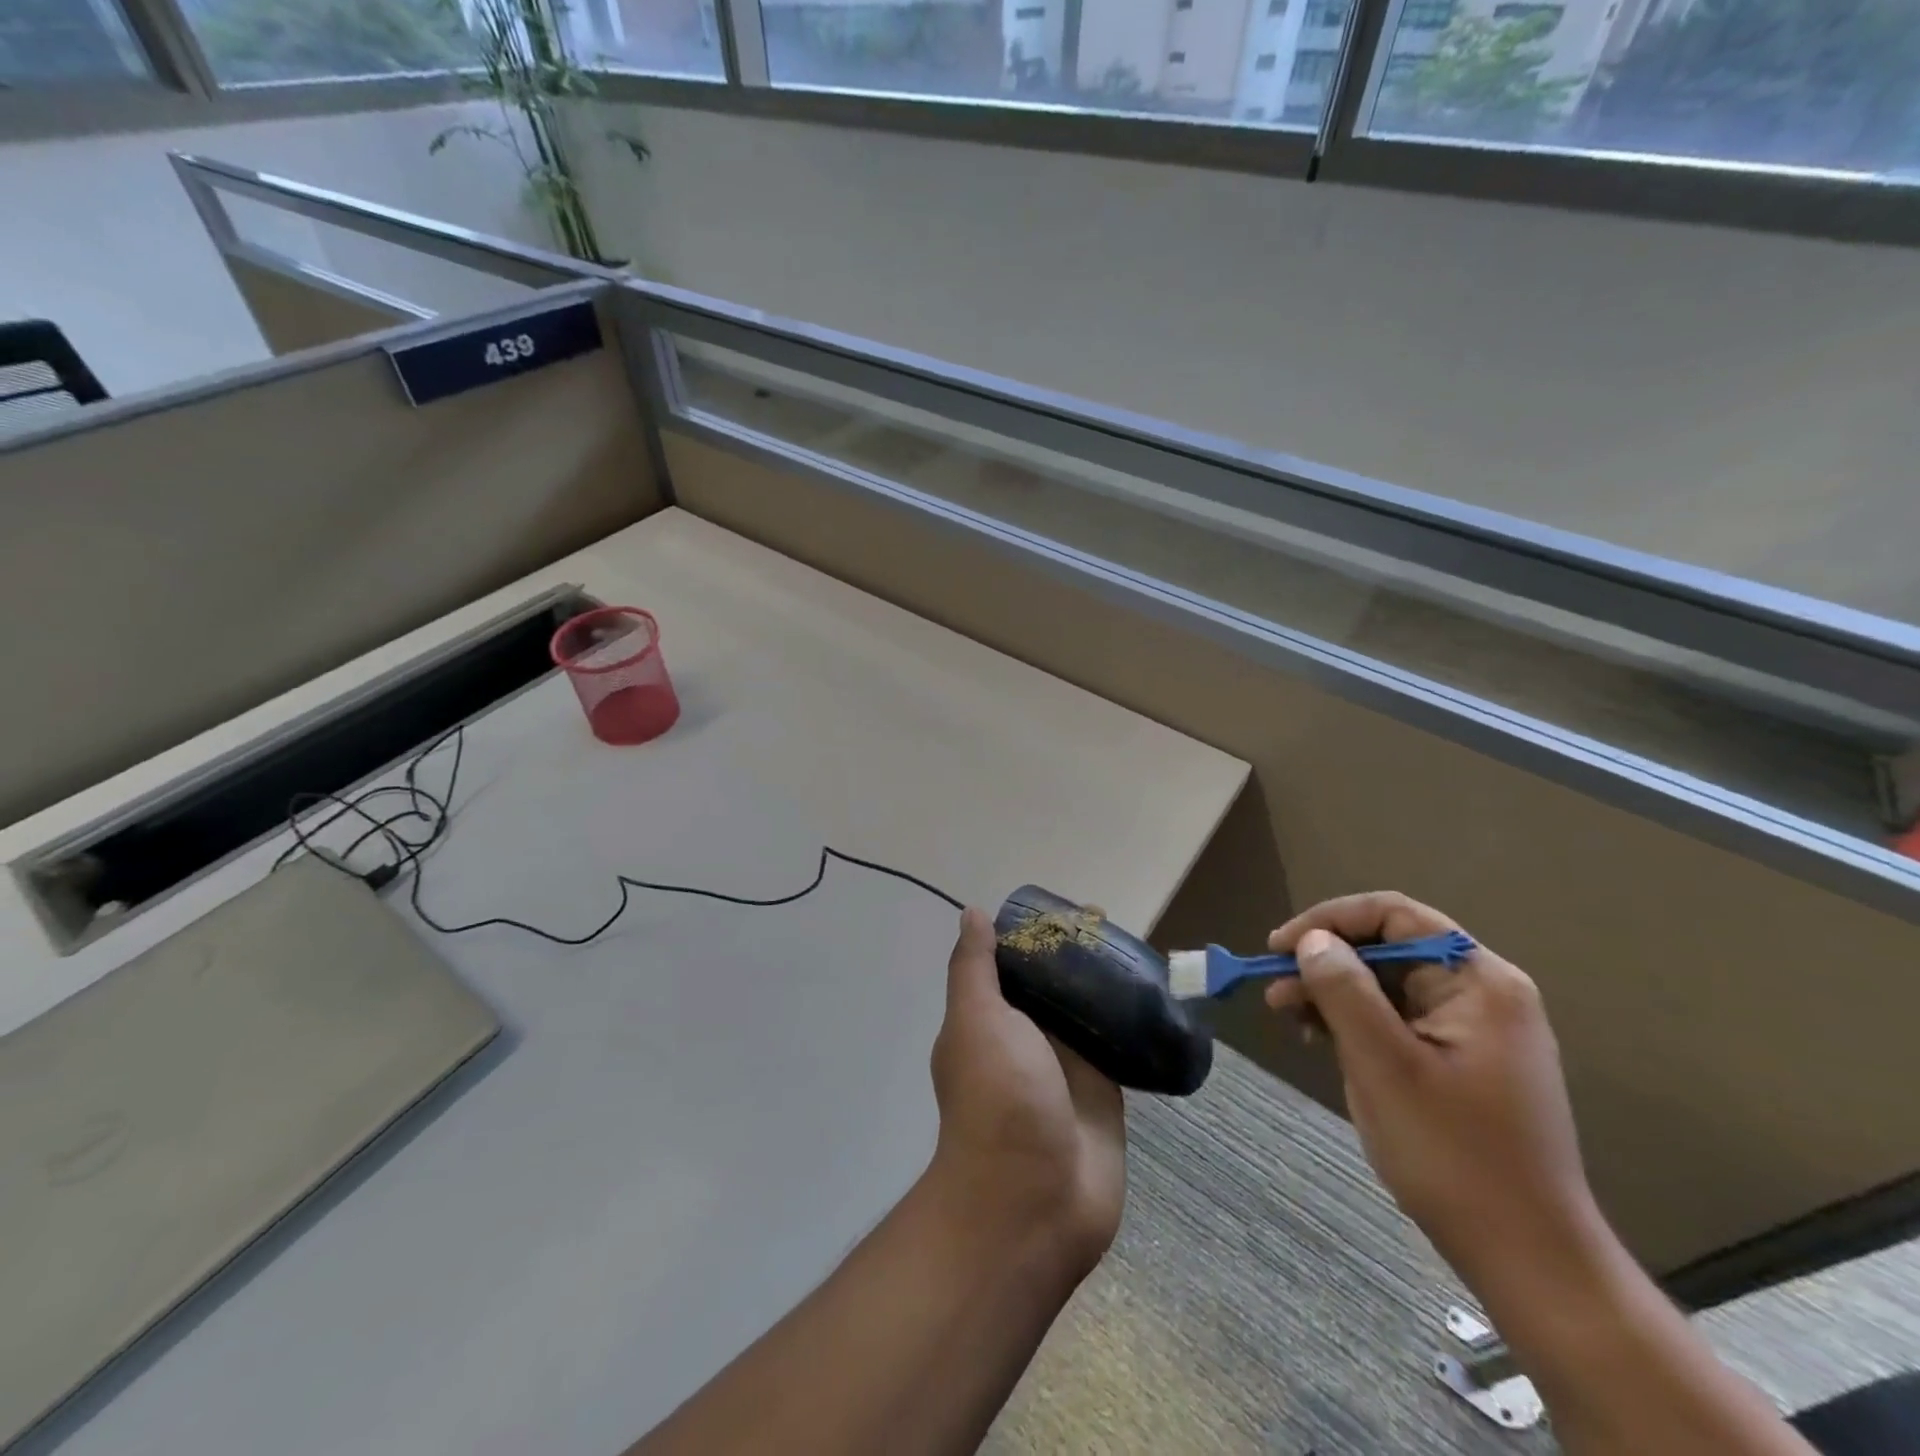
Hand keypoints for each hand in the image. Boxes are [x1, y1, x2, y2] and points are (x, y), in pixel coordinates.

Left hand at [928, 907, 1125, 1278]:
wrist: (1034, 1201)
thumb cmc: (998, 1099)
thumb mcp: (976, 1020)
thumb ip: (974, 968)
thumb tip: (973, 914)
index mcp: (992, 1018)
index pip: (1013, 964)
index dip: (1035, 935)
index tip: (1066, 909)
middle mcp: (1028, 1038)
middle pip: (1054, 984)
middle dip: (1077, 955)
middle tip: (1110, 924)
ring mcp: (1068, 1066)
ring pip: (1090, 1011)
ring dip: (1108, 985)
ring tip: (1141, 950)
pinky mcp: (1106, 1093)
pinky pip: (1121, 1047)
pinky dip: (1135, 1023)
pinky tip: (1159, 996)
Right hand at [1265, 892, 1600, 1291]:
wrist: (1528, 1259)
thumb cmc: (1455, 1155)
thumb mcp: (1385, 1065)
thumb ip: (1344, 991)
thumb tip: (1313, 941)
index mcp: (1479, 982)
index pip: (1394, 915)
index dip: (1329, 921)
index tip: (1279, 948)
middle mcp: (1482, 993)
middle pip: (1389, 949)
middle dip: (1326, 962)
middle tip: (1275, 991)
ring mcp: (1475, 1029)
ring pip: (1388, 985)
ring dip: (1334, 993)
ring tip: (1290, 1018)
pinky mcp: (1462, 1060)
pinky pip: (1398, 1019)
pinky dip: (1356, 1022)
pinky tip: (1323, 1041)